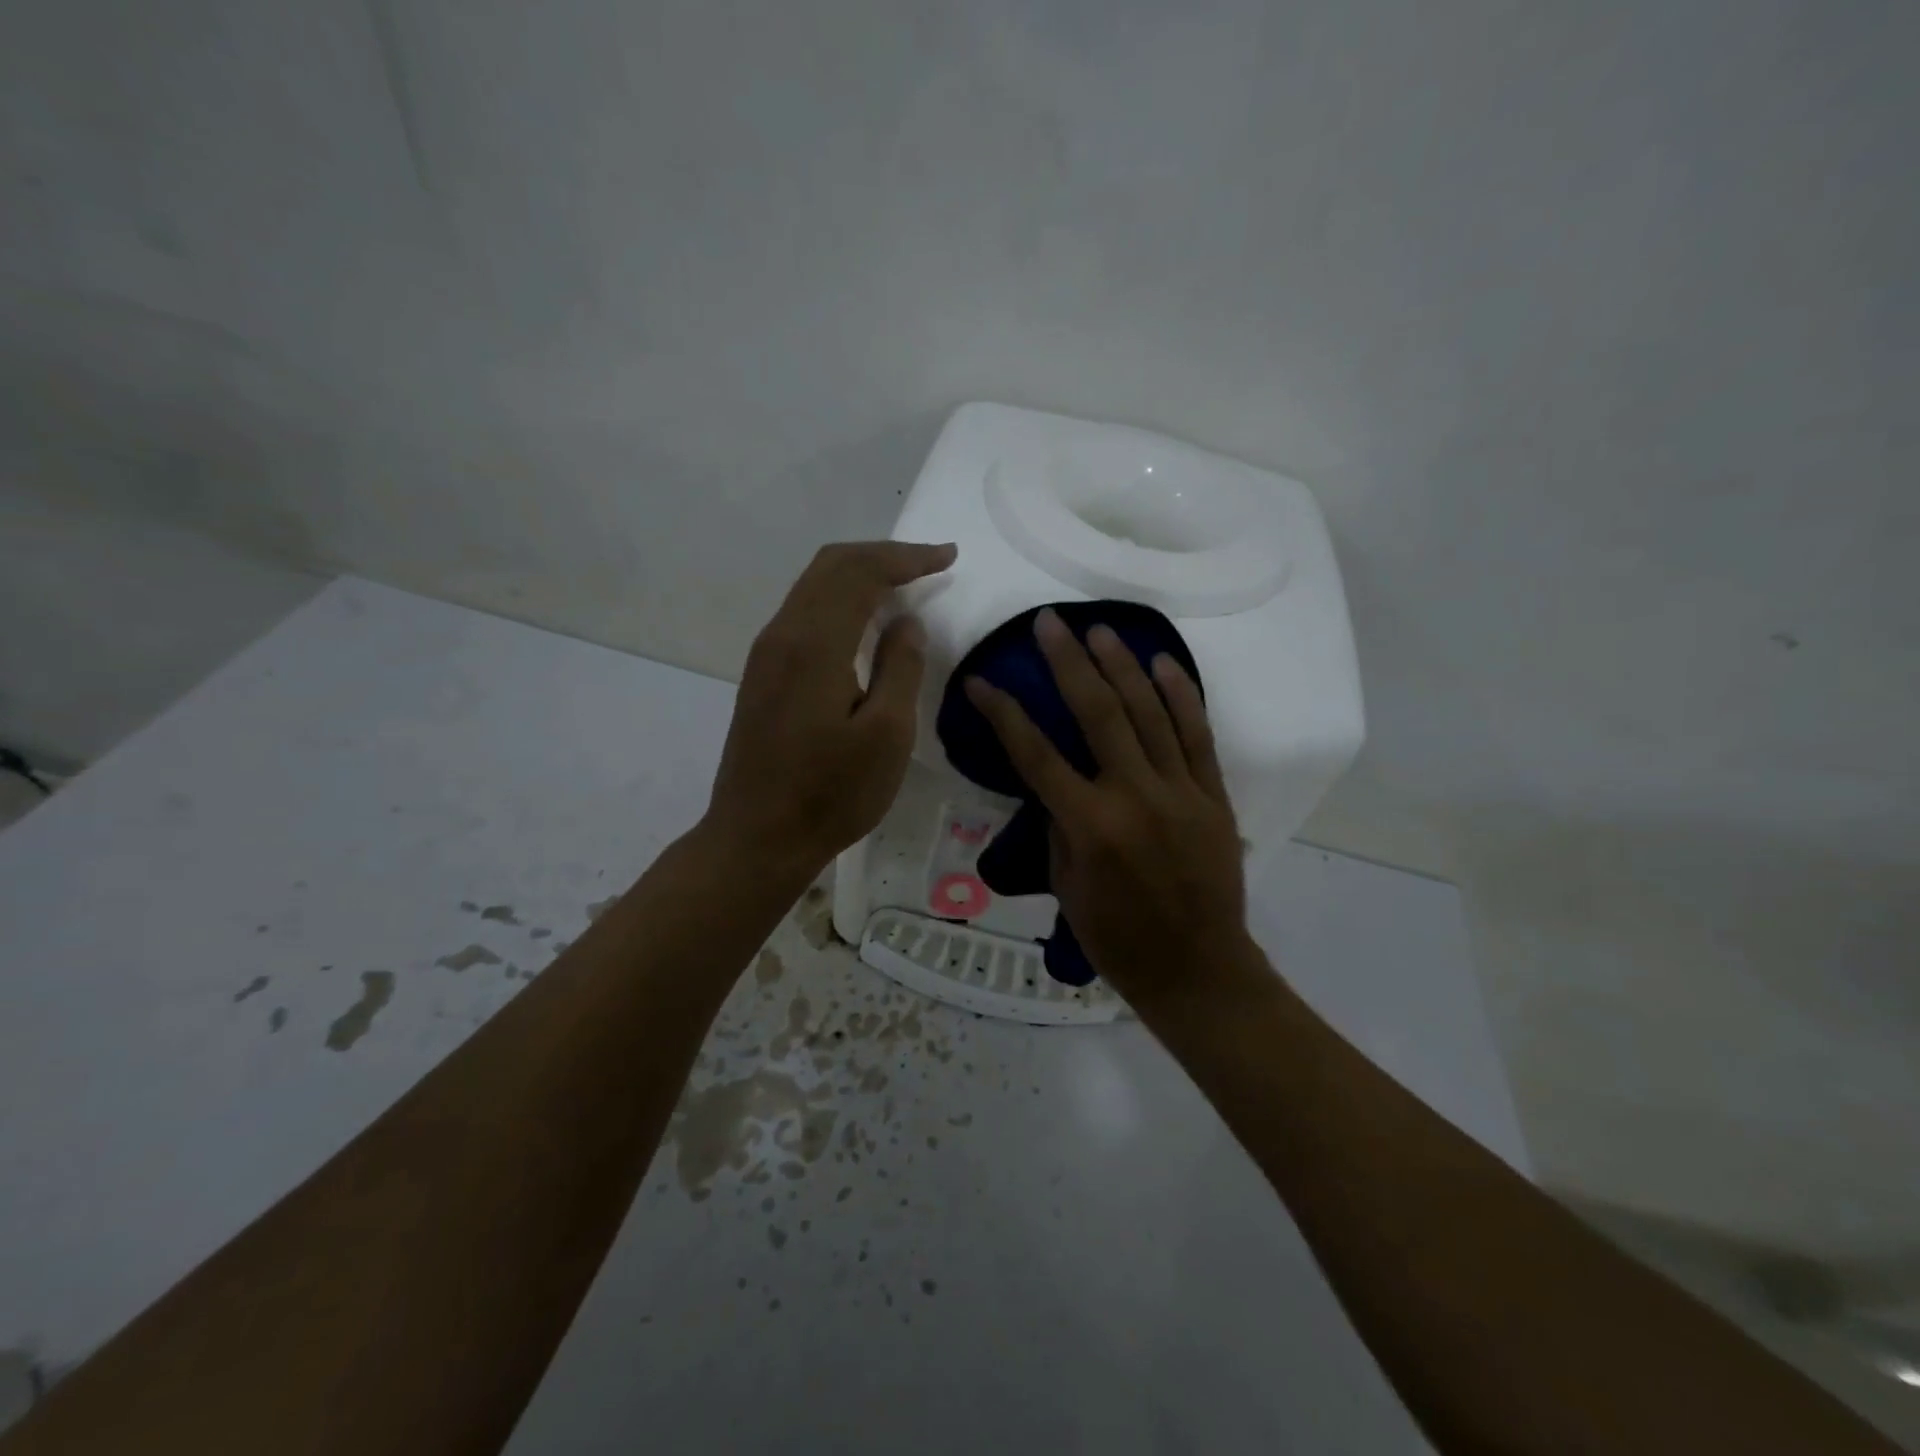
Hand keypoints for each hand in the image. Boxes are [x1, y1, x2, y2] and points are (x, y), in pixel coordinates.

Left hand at [706, 540, 956, 879]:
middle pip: (831, 566)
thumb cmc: (830, 793)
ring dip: (859, 574)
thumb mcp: (886, 735)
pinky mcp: (762, 675)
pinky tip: (863, 620)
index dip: (907, 558)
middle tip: (929, 562)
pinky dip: (840, 600)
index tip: (948, 557)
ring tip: (903, 582)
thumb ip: (901, 668)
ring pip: (813, 586)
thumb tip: (906, 622)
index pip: (861, 572)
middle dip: (883, 555)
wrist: (757, 837)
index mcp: (814, 643)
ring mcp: (766, 654)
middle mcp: (782, 634)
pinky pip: (804, 612)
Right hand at [965, 609, 1248, 1001]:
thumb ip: (1058, 827)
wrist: (1198, 969)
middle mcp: (1135, 796)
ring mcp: (1180, 791)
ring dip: (1122, 666)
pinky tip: (1163, 663)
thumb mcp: (1067, 887)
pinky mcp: (1212, 795)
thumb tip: (1056, 785)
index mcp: (1090, 826)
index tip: (982, 682)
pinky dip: (1180, 696)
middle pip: (1098, 714)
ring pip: (1149, 713)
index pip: (1036, 755)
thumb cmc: (1119, 940)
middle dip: (1069, 663)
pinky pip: (1197, 735)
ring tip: (1099, 630)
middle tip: (1050, 623)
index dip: (1004, 714)